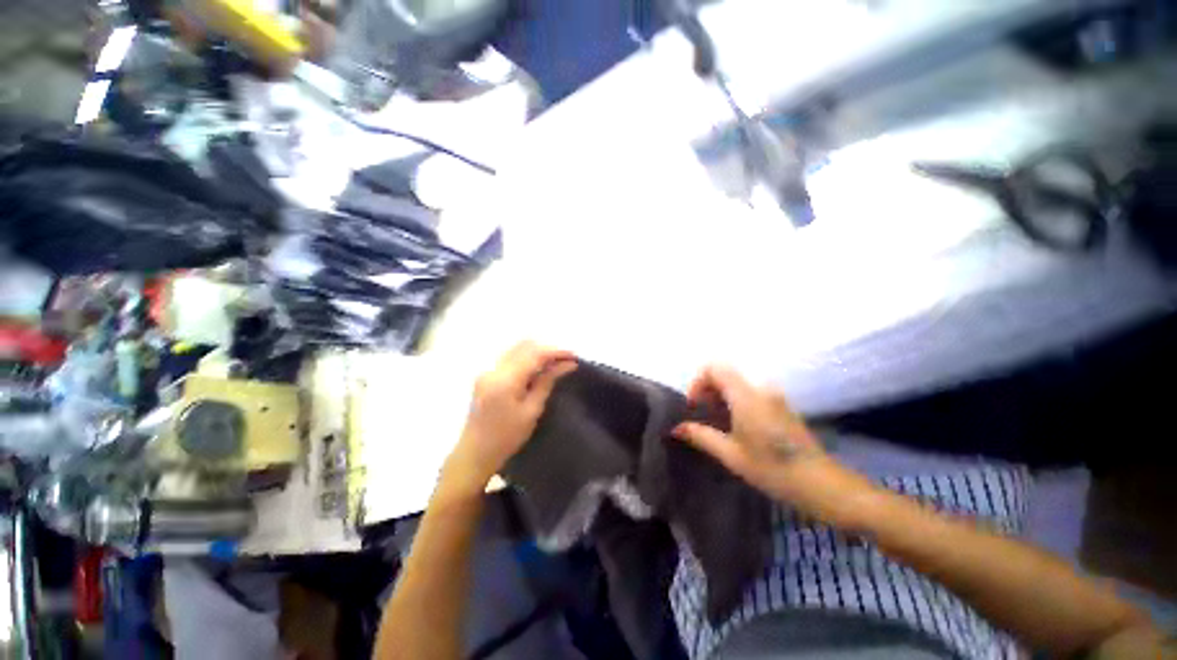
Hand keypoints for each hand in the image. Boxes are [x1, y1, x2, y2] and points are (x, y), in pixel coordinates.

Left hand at [444, 342, 576, 492]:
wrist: (475, 453)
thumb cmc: (507, 437)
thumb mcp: (532, 410)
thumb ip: (547, 382)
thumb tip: (567, 364)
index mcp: (505, 380)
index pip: (534, 354)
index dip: (556, 352)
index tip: (573, 356)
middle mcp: (494, 369)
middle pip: (524, 346)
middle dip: (547, 349)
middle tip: (565, 360)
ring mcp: (488, 370)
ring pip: (517, 349)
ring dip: (537, 352)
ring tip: (555, 363)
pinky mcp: (486, 375)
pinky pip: (510, 357)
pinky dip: (526, 358)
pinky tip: (538, 369)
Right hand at [672, 365, 873, 525]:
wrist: (821, 484)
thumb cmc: (772, 469)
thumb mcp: (731, 455)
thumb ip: (701, 435)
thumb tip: (677, 428)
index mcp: (746, 396)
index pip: (715, 367)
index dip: (698, 381)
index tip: (695, 405)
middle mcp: (761, 389)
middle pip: (726, 373)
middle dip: (708, 389)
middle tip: (702, 415)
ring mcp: (774, 396)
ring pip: (738, 383)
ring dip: (722, 395)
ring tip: (717, 422)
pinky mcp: (782, 405)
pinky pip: (751, 392)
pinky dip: (736, 401)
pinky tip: (737, 426)